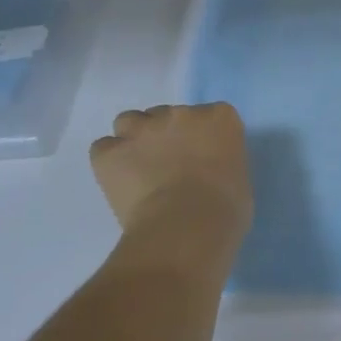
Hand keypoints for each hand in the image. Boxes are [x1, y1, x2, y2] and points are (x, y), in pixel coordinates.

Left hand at [90, 103, 252, 243]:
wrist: (186, 226)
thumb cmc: (226, 209)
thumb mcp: (238, 179)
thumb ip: (220, 164)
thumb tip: (206, 175)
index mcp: (219, 118)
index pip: (209, 116)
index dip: (201, 138)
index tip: (201, 160)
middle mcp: (180, 113)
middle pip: (167, 115)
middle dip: (165, 136)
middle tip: (167, 166)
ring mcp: (143, 129)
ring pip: (129, 121)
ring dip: (133, 139)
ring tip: (136, 169)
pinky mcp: (111, 152)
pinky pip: (103, 149)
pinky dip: (108, 162)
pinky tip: (117, 182)